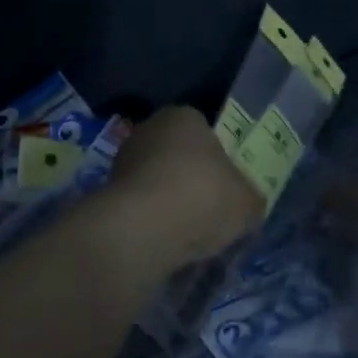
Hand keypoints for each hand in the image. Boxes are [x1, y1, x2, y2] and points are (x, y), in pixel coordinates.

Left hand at [103, 106, 264, 268]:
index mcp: (184, 116)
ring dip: (170, 202)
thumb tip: (247, 204)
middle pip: (177, 155)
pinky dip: (153, 221)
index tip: (226, 185)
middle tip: (210, 210)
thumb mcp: (247, 201)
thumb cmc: (203, 196)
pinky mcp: (108, 194)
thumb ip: (249, 198)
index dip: (218, 159)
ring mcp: (123, 161)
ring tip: (189, 233)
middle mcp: (149, 129)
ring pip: (156, 182)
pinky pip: (141, 206)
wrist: (145, 228)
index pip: (204, 131)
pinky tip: (167, 241)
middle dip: (191, 180)